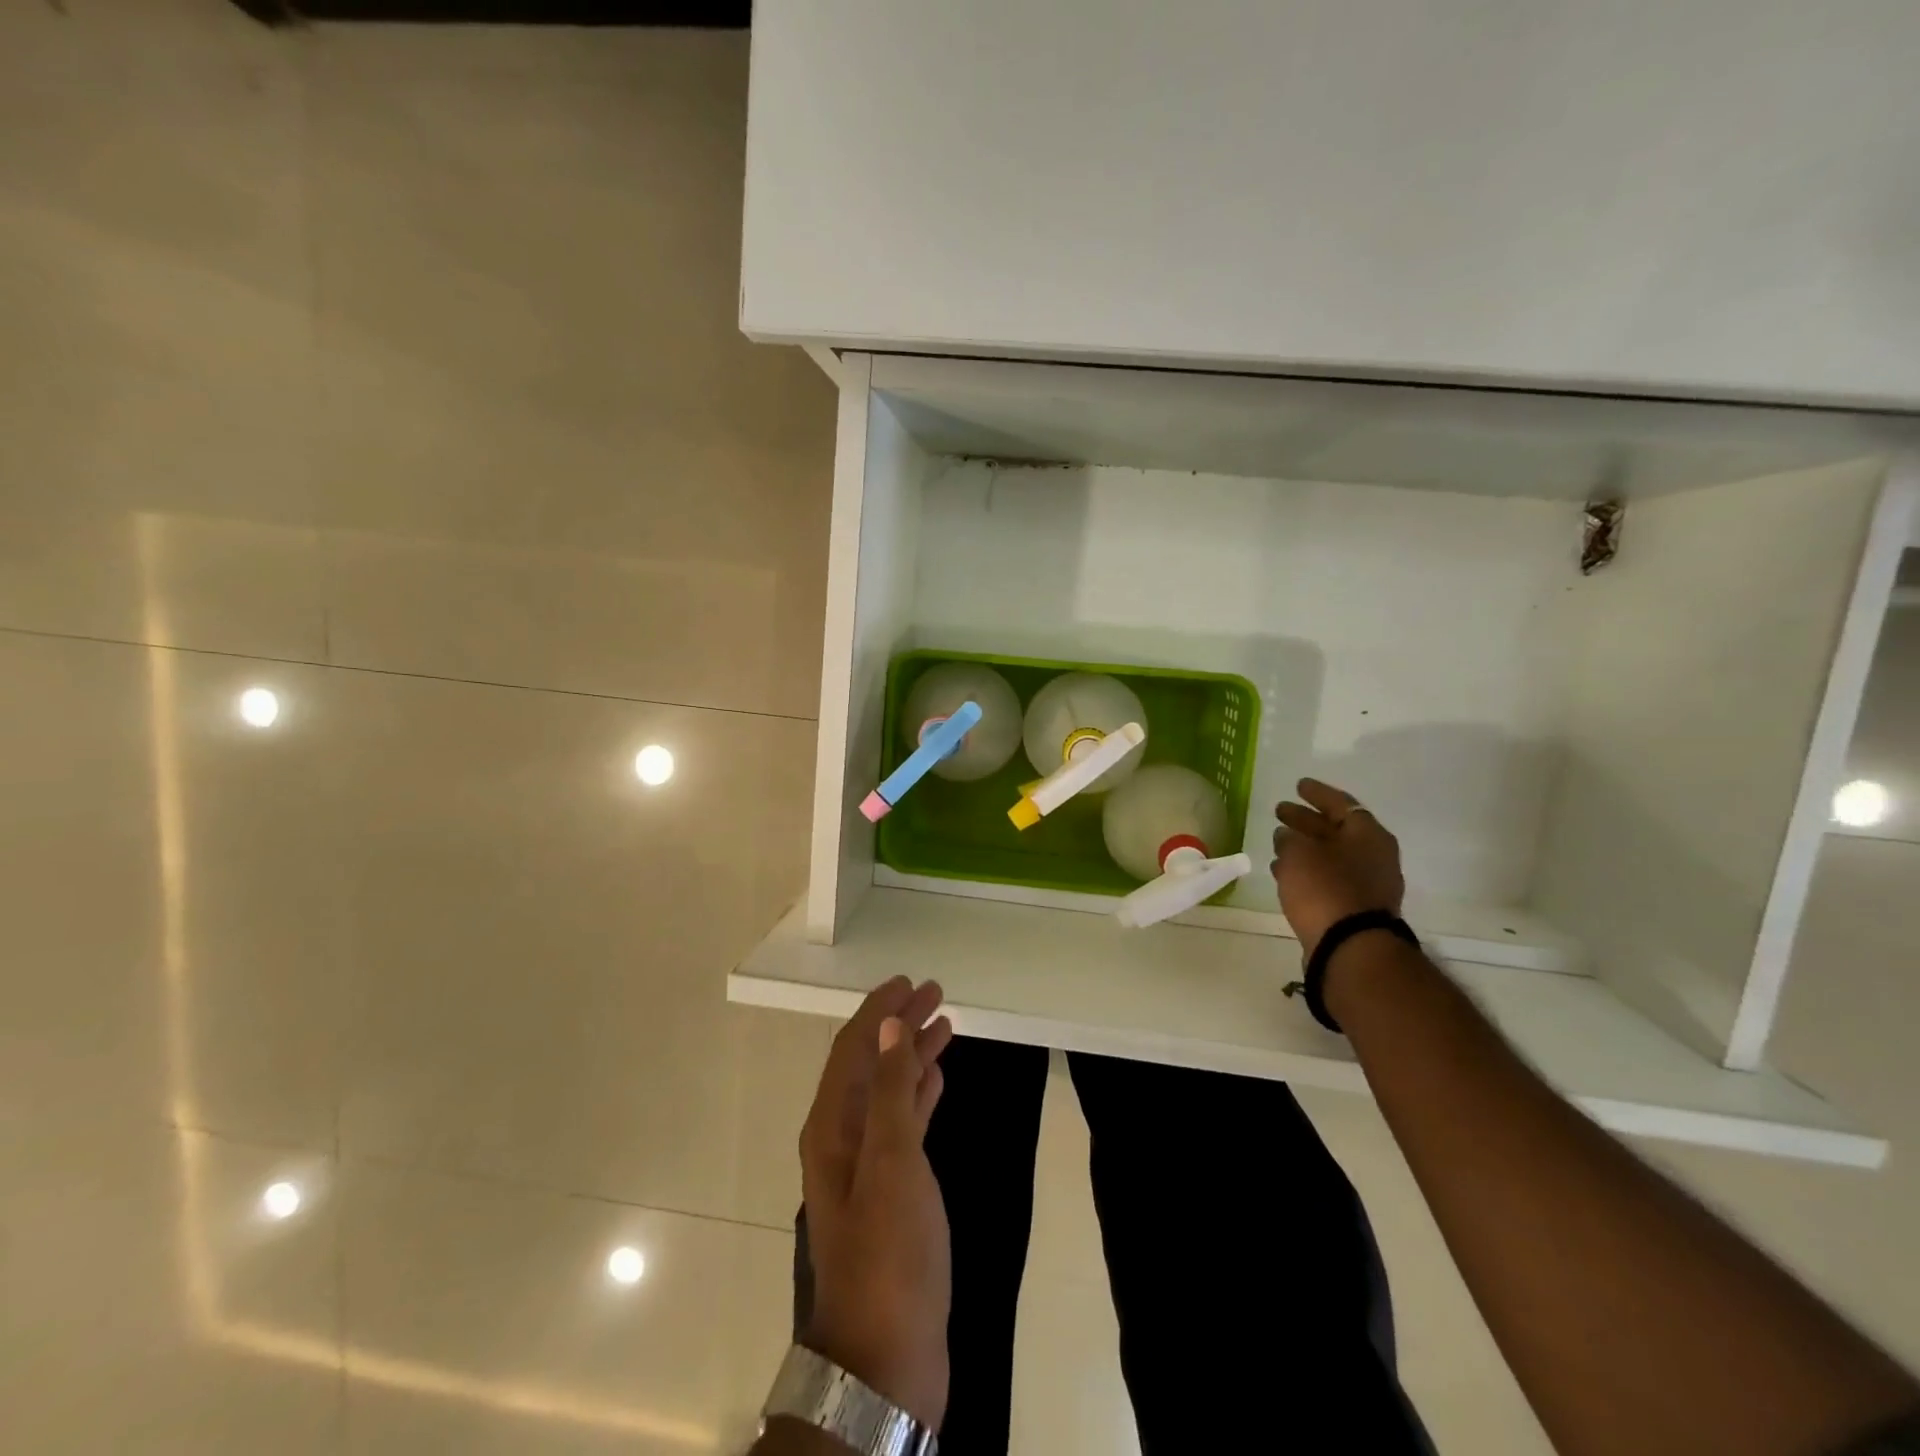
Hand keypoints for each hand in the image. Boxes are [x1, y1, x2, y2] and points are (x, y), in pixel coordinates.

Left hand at [798, 977, 954, 1429]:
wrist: (886, 1358)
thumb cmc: (889, 1253)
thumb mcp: (892, 1164)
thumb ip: (891, 1091)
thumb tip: (889, 1027)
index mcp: (832, 1126)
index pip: (853, 1048)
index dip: (878, 1011)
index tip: (908, 982)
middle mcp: (842, 1137)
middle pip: (871, 1063)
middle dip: (899, 1025)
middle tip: (934, 993)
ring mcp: (866, 1164)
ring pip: (889, 1089)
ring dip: (913, 1054)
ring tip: (943, 1024)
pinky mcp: (891, 1189)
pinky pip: (904, 1121)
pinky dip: (920, 1092)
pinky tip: (939, 1078)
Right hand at [1271, 777, 1404, 955]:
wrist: (1350, 946)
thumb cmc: (1325, 888)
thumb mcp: (1297, 853)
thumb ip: (1290, 838)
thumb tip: (1287, 835)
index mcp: (1367, 834)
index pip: (1341, 804)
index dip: (1317, 793)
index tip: (1298, 785)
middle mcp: (1373, 855)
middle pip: (1336, 829)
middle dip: (1307, 820)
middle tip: (1280, 811)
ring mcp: (1367, 884)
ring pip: (1331, 855)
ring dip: (1305, 847)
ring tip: (1277, 842)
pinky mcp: (1354, 907)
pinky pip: (1328, 878)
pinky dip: (1307, 870)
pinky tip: (1283, 871)